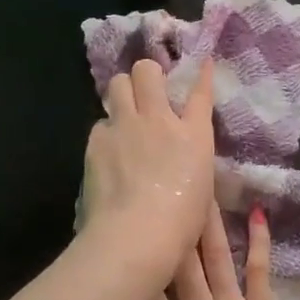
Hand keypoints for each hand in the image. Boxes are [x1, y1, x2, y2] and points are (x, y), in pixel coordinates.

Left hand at [80, 58, 216, 273]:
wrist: (136, 236)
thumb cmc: (181, 224)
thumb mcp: (201, 188)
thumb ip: (190, 160)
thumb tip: (181, 152)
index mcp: (194, 135)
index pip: (200, 93)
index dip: (202, 74)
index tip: (203, 63)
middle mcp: (159, 121)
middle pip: (146, 71)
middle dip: (146, 75)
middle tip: (148, 93)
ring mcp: (125, 127)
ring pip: (116, 85)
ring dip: (122, 94)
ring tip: (125, 116)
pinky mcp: (97, 143)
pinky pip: (101, 123)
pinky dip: (107, 132)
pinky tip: (109, 152)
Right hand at [101, 202, 299, 299]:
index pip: (143, 294)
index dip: (129, 262)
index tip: (118, 228)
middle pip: (179, 265)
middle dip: (169, 227)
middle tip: (160, 188)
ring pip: (214, 257)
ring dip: (206, 223)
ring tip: (199, 187)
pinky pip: (258, 269)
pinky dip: (258, 242)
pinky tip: (258, 213)